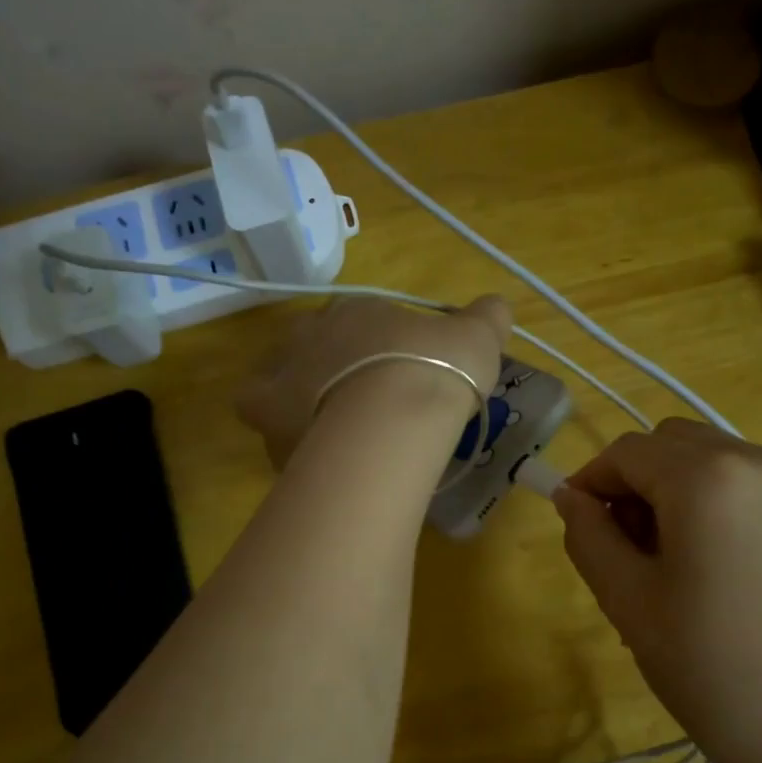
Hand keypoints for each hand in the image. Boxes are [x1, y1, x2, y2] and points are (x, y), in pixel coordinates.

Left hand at [236, 296, 511, 466]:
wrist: (393, 418)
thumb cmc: (433, 369)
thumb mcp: (476, 339)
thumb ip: (486, 319)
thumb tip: (496, 307)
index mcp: (354, 311)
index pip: (358, 318)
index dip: (377, 343)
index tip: (398, 368)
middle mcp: (309, 337)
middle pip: (310, 346)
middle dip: (328, 366)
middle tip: (359, 399)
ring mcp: (282, 377)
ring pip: (277, 381)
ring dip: (297, 400)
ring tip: (330, 430)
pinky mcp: (269, 422)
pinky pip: (265, 425)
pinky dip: (285, 437)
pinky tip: (313, 456)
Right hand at [553, 419, 761, 762]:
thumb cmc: (714, 671)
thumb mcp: (629, 602)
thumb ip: (589, 536)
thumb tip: (570, 498)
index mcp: (707, 478)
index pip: (626, 452)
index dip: (590, 481)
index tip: (575, 524)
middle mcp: (759, 460)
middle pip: (670, 444)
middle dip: (634, 482)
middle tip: (625, 547)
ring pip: (709, 460)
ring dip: (672, 490)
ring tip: (669, 562)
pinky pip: (745, 483)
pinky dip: (712, 502)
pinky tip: (713, 566)